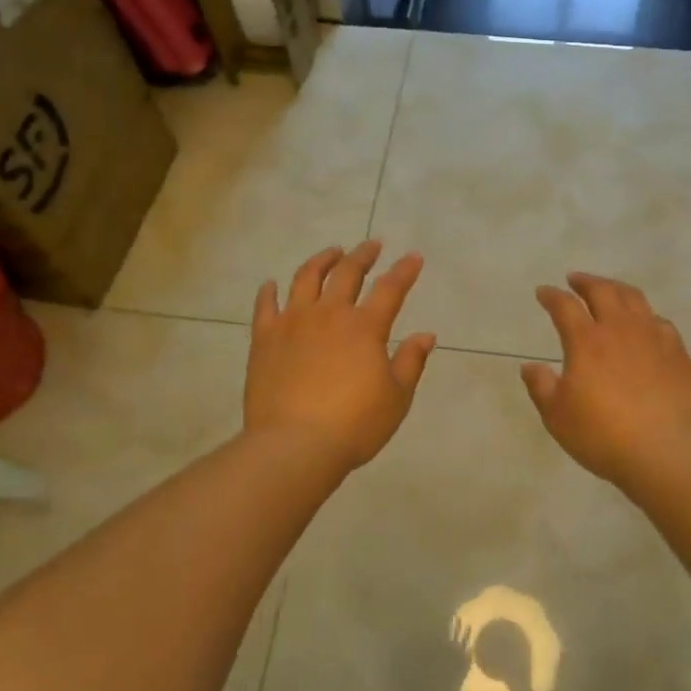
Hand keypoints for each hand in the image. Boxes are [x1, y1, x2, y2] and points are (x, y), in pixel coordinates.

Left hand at [244, 242, 435, 476]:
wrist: (294, 445)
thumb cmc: (354, 425)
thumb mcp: (396, 397)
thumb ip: (411, 362)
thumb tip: (426, 335)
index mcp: (365, 327)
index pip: (390, 288)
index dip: (404, 271)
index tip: (413, 257)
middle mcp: (329, 314)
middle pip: (347, 272)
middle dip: (363, 255)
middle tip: (372, 245)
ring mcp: (293, 322)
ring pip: (306, 278)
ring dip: (321, 260)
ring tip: (331, 252)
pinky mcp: (264, 338)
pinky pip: (265, 305)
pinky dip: (269, 291)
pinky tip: (272, 284)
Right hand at [521, 273, 690, 487]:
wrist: (665, 452)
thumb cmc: (602, 435)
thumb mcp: (557, 416)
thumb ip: (541, 387)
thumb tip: (530, 367)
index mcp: (586, 341)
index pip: (564, 306)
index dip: (551, 296)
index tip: (543, 292)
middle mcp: (620, 329)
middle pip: (602, 290)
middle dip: (585, 281)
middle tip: (575, 280)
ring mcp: (653, 338)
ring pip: (635, 299)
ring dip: (616, 289)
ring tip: (609, 290)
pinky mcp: (678, 353)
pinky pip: (660, 322)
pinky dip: (646, 316)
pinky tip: (645, 325)